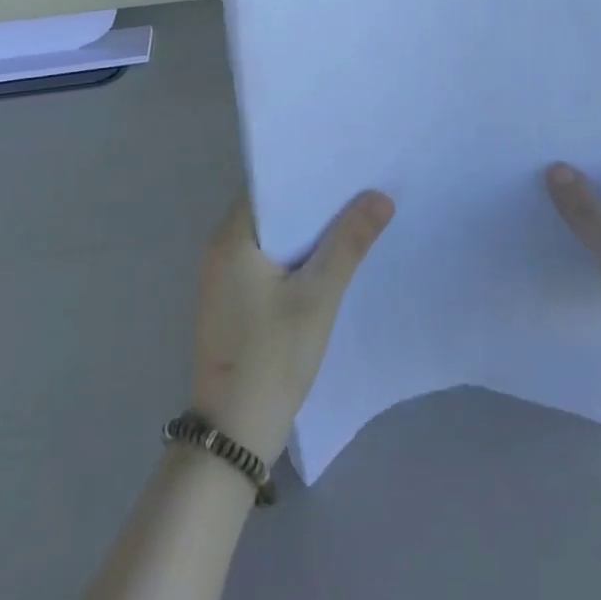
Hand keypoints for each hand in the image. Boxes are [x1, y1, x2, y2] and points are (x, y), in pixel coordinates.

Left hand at [190, 191, 394, 462]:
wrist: (232, 435)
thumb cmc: (272, 357)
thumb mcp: (318, 297)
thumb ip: (349, 243)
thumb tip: (380, 196)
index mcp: (231, 237)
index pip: (269, 185)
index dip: (306, 173)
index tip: (345, 164)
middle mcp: (220, 249)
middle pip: (272, 211)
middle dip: (313, 202)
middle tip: (360, 188)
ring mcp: (222, 278)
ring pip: (271, 238)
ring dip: (306, 231)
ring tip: (353, 216)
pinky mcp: (231, 303)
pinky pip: (266, 263)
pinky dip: (295, 257)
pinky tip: (328, 260)